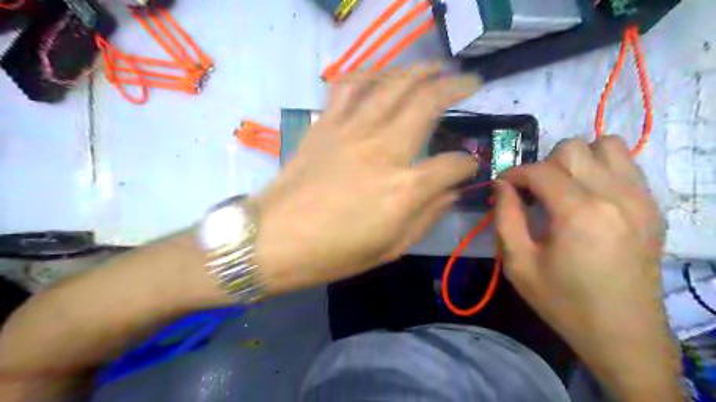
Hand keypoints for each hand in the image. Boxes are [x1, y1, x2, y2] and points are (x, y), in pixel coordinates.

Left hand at [251, 64, 480, 290]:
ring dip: (420, 70)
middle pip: (429, 102)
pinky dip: (369, 74)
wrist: (275, 239)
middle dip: (457, 87)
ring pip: (393, 83)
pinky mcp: (326, 123)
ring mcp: (352, 130)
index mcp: (404, 188)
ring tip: (437, 68)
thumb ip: (427, 217)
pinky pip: (350, 85)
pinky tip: (381, 76)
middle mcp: (384, 150)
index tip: (468, 166)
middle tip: (471, 83)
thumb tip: (451, 192)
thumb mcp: (390, 248)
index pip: (452, 164)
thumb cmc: (334, 253)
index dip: (467, 164)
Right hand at [493, 136, 680, 399]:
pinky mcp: (653, 207)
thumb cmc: (563, 301)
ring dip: (576, 160)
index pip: (540, 170)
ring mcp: (640, 199)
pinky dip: (601, 168)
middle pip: (573, 149)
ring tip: (563, 188)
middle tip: (533, 193)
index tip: (503, 188)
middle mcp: (615, 196)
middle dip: (544, 165)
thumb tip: (502, 185)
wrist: (623, 334)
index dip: (514, 174)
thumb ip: (505, 217)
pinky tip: (588, 196)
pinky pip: (626, 165)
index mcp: (579, 213)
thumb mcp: (519, 263)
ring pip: (605, 146)